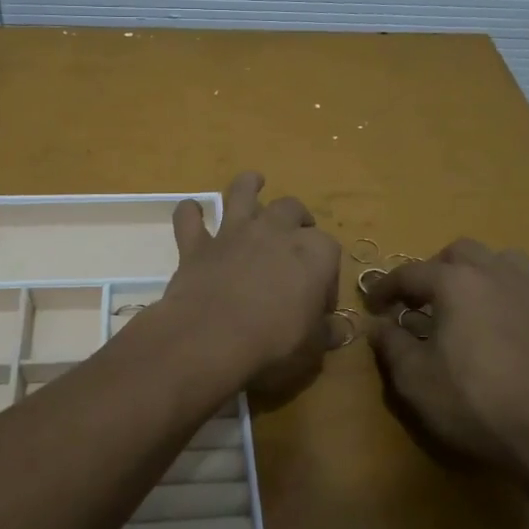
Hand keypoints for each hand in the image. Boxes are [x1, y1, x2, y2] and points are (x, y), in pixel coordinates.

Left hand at [162, 171, 341, 404]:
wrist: (212, 336)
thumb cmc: (274, 342)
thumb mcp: (312, 346)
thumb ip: (325, 333)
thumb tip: (339, 331)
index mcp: (313, 252)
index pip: (329, 251)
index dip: (326, 275)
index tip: (319, 302)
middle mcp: (275, 231)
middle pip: (292, 209)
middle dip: (298, 218)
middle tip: (296, 234)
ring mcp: (233, 233)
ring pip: (241, 193)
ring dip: (248, 185)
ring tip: (253, 182)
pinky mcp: (197, 245)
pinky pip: (189, 219)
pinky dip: (189, 213)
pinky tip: (191, 212)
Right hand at [363, 239, 528, 489]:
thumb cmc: (473, 403)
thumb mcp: (414, 379)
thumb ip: (391, 344)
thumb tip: (379, 325)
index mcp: (456, 283)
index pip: (410, 273)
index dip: (385, 288)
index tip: (372, 306)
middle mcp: (496, 273)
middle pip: (459, 253)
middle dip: (434, 271)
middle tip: (420, 303)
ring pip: (500, 260)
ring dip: (476, 273)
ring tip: (465, 304)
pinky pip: (528, 286)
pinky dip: (507, 294)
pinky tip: (502, 324)